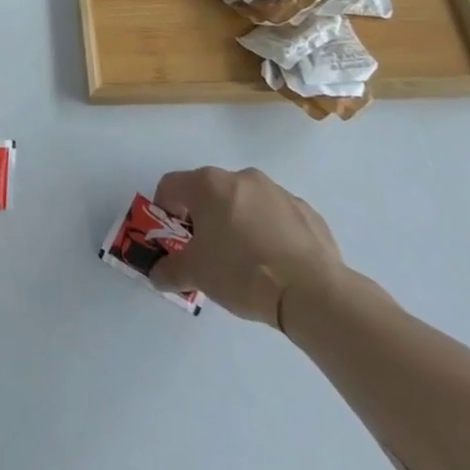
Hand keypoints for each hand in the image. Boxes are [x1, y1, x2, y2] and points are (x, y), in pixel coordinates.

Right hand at [147, 167, 343, 328]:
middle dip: (203, 218)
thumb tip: (157, 274)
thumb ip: (169, 271)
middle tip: (207, 252)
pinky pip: (276, 216)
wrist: (312, 291)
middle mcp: (241, 177)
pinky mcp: (307, 211)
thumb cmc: (242, 272)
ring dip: (237, 222)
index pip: (171, 185)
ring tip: (245, 261)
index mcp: (209, 185)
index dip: (165, 210)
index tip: (173, 238)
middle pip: (209, 192)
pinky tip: (276, 264)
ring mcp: (277, 191)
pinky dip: (269, 232)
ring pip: (245, 202)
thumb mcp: (196, 275)